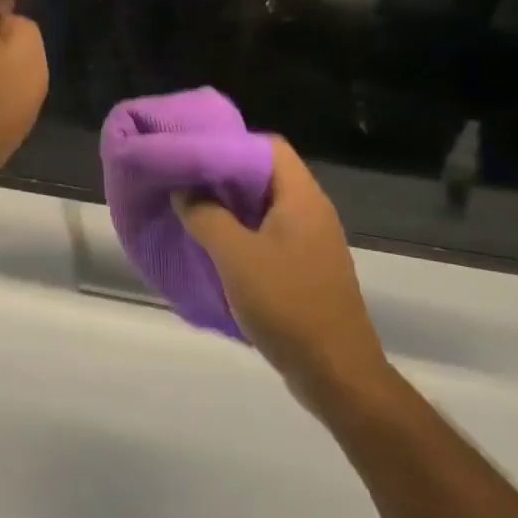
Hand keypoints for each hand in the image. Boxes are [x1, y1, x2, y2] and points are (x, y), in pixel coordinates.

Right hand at [176, 139, 392, 407]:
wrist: (337, 374)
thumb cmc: (287, 304)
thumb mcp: (235, 256)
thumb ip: (205, 215)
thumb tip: (183, 189)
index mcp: (301, 198)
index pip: (268, 146)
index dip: (230, 143)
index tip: (192, 152)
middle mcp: (310, 212)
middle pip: (263, 175)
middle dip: (221, 175)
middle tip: (181, 179)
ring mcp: (310, 242)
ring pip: (263, 208)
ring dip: (227, 207)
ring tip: (188, 209)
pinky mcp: (304, 270)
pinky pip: (266, 236)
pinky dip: (239, 234)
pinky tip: (211, 247)